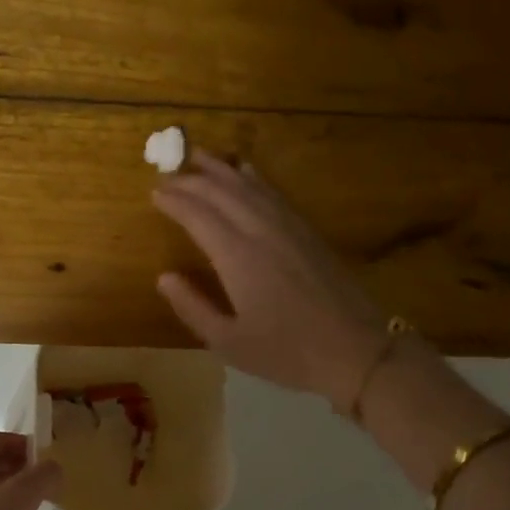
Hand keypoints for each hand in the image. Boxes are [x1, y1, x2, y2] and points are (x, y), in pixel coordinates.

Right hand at [153, 150, 430, 407]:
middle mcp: (261, 231)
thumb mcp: (228, 342)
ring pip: (249, 186)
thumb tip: (164, 277)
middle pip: (222, 193)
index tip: (154, 191)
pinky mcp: (308, 231)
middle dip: (192, 179)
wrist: (355, 349)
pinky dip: (254, 178)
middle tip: (168, 172)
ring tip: (199, 156)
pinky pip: (274, 193)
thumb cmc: (286, 353)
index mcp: (238, 258)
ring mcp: (288, 227)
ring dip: (221, 169)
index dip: (175, 201)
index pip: (198, 216)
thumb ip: (192, 307)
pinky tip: (245, 171)